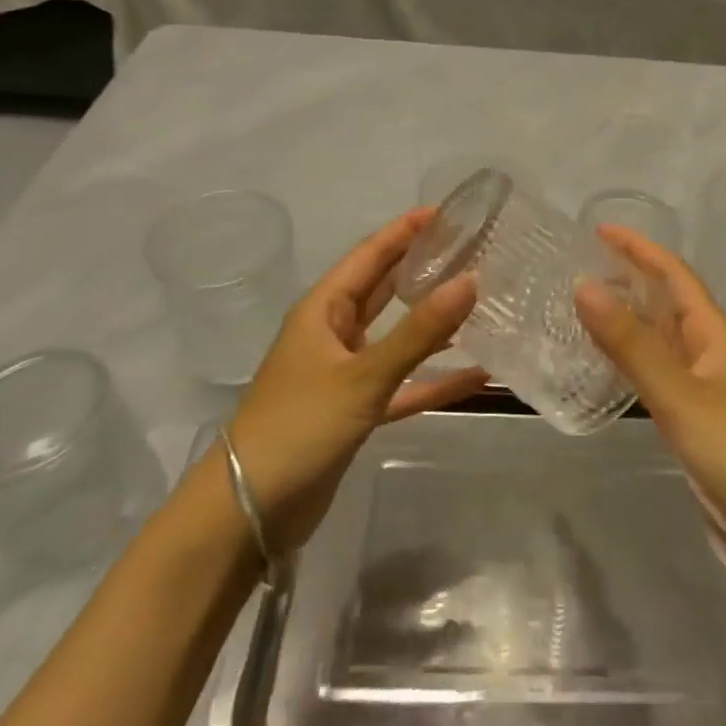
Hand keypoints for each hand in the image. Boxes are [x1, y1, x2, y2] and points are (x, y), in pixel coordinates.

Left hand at [226, 210, 483, 553]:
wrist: (248, 513)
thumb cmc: (299, 426)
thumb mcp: (362, 376)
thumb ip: (418, 332)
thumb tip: (471, 281)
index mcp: (324, 310)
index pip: (370, 255)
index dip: (405, 231)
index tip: (448, 212)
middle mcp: (334, 333)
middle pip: (383, 288)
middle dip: (422, 268)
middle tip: (471, 250)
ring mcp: (344, 373)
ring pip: (396, 335)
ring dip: (432, 321)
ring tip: (478, 300)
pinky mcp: (356, 410)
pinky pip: (403, 384)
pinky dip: (433, 378)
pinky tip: (476, 374)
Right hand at [575, 227, 725, 563]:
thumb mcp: (679, 395)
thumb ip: (631, 344)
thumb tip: (584, 285)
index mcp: (714, 334)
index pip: (674, 275)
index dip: (640, 248)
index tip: (599, 230)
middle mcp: (709, 353)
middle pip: (667, 301)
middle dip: (631, 277)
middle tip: (582, 265)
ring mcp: (703, 388)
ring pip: (660, 339)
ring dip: (627, 318)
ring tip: (583, 306)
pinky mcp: (694, 421)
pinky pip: (655, 374)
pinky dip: (629, 360)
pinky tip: (605, 366)